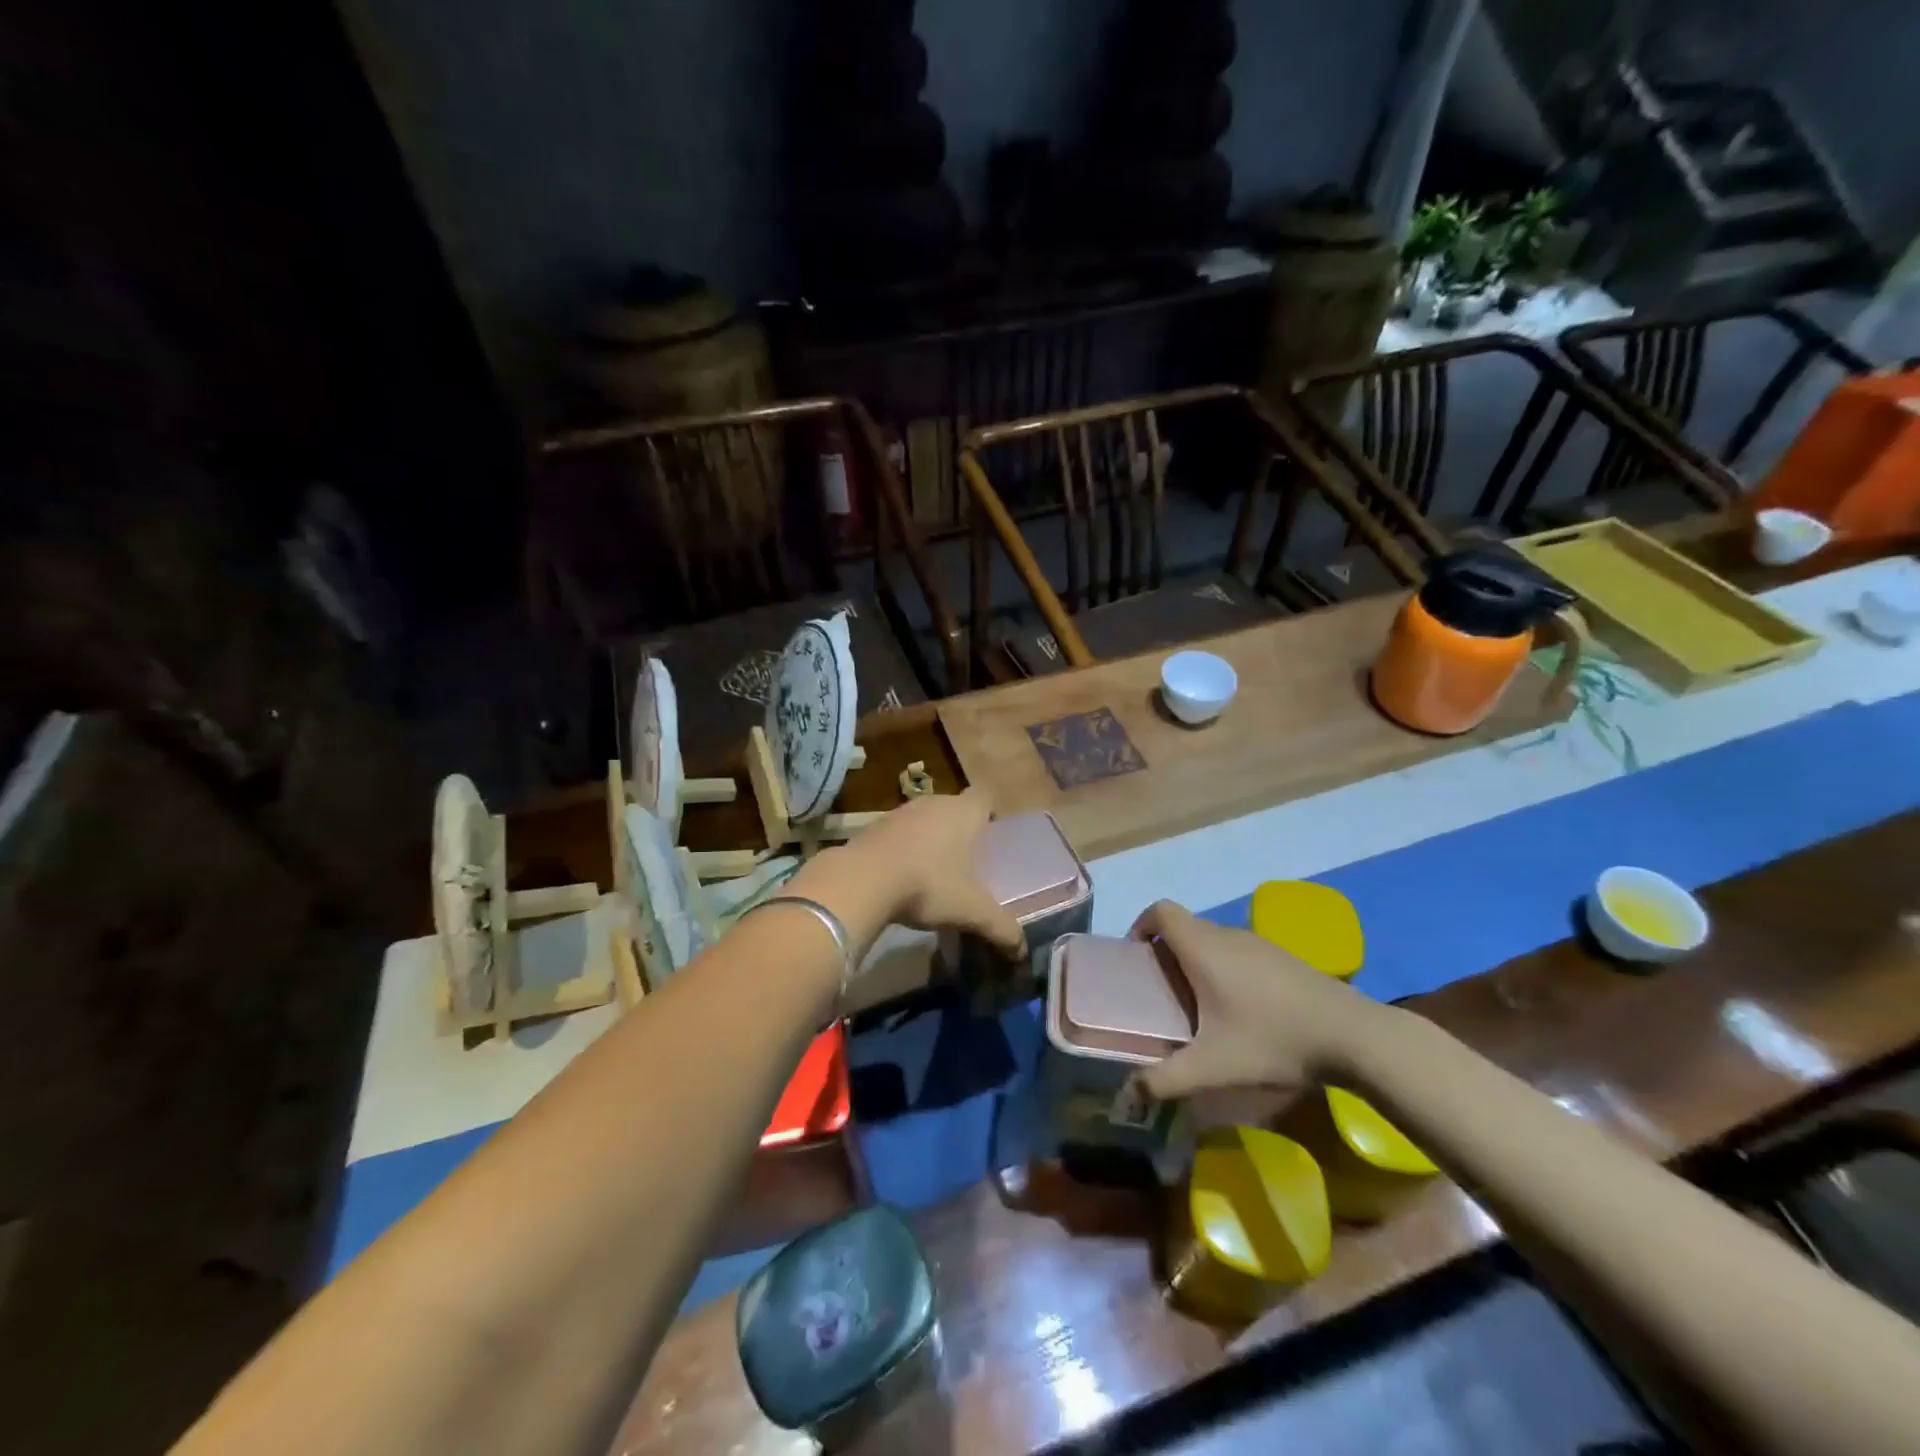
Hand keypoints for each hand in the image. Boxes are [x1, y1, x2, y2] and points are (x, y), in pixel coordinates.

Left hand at [850, 789, 1026, 956]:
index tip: (993, 839)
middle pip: (955, 808)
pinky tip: (903, 877)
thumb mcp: (971, 911)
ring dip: (931, 840)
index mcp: (964, 812)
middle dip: (962, 831)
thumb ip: (1001, 928)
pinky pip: (899, 834)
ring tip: (935, 873)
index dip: (991, 814)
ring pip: (926, 820)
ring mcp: (901, 812)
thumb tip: (1022, 950)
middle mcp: (934, 803)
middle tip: (969, 862)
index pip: (985, 797)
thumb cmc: (928, 885)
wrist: (862, 881)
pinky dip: (905, 849)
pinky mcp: (874, 826)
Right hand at [1129, 899, 1389, 1100]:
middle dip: (1166, 952)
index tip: (1137, 958)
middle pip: (1184, 927)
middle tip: (1162, 992)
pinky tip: (1241, 1010)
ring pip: (1213, 940)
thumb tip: (1130, 1092)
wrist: (1353, 1035)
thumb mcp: (1214, 1066)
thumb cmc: (1273, 1040)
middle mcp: (1227, 935)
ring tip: (1198, 1005)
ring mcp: (1259, 943)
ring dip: (1197, 961)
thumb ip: (1166, 1079)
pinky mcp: (1282, 957)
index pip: (1161, 910)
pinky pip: (1238, 951)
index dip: (1141, 925)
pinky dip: (1225, 968)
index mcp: (1203, 947)